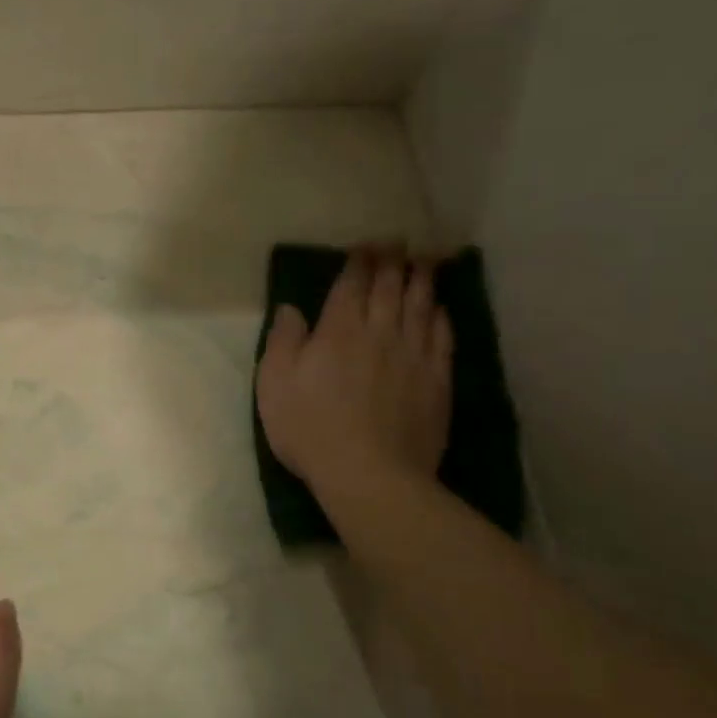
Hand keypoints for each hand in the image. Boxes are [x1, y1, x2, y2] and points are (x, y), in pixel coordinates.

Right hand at [257, 250, 453, 498]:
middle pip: (390, 288)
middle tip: (398, 243)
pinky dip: (440, 317)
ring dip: (421, 280)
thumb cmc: (310, 427)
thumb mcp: (275, 384)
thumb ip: (283, 341)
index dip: (359, 261)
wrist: (370, 474)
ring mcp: (413, 356)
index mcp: (338, 330)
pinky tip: (440, 309)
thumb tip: (291, 308)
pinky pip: (442, 338)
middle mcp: (379, 332)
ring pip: (420, 306)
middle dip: (393, 261)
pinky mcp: (436, 381)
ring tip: (424, 262)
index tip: (366, 245)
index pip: (352, 284)